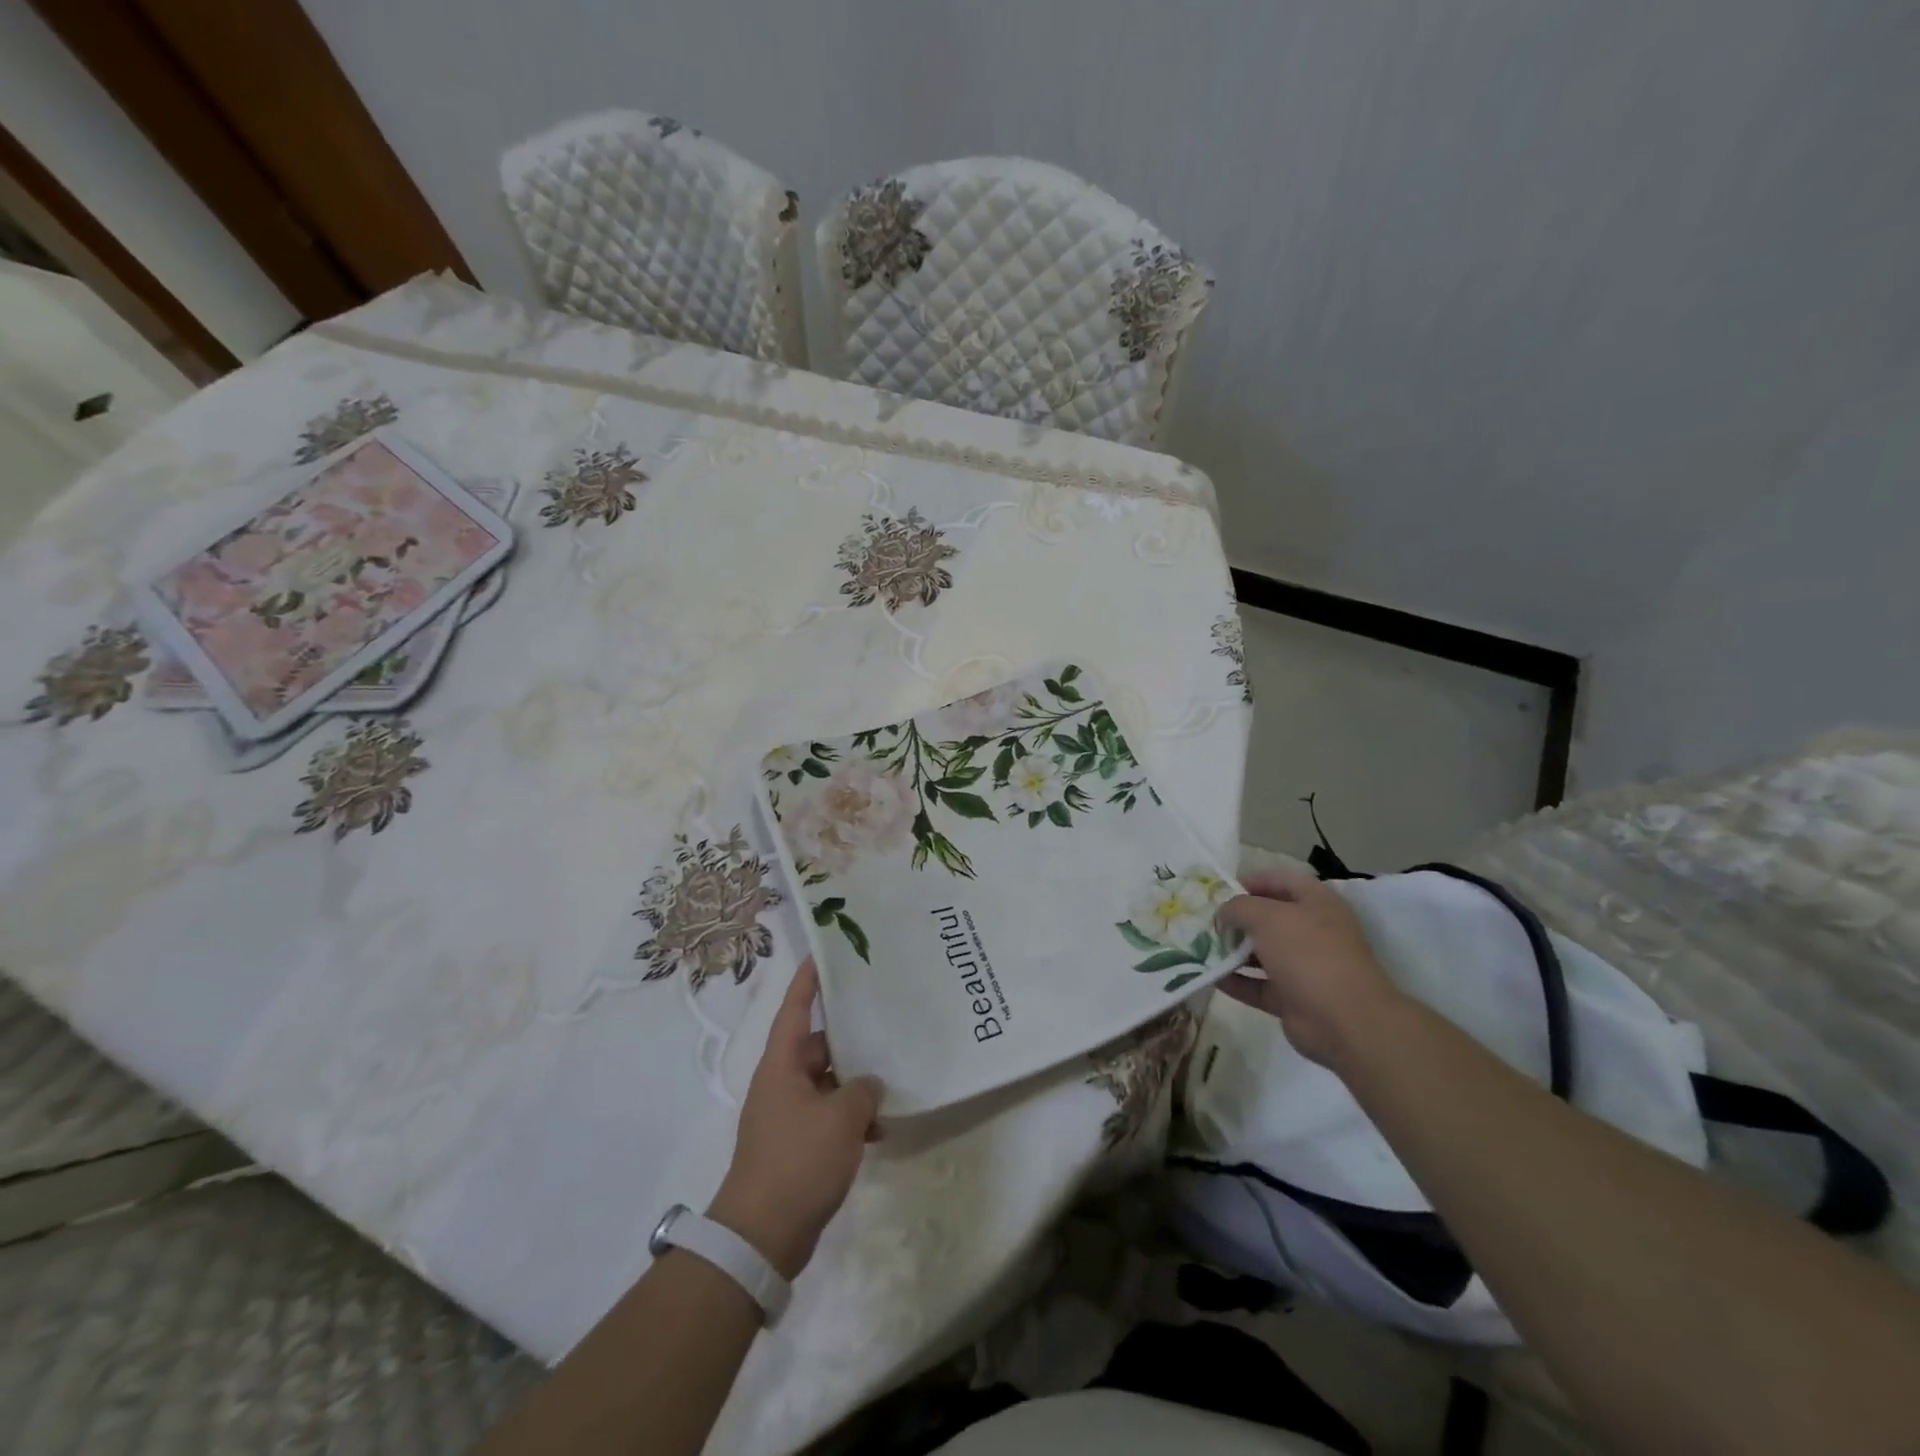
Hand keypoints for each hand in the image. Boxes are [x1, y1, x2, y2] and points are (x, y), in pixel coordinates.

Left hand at [709, 960, 881, 1280]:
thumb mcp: (841, 1118)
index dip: (808, 981)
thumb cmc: (798, 1161)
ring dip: (855, 1082)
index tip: (824, 954)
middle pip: (817, 1046)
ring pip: (827, 1082)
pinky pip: (828, 1116)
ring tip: (893, 1075)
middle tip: (883, 1018)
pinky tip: (882, 1128)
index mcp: (782, 1065)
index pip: (795, 1010)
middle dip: (849, 1036)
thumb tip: (868, 1084)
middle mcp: (781, 1083)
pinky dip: (851, 1118)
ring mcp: (788, 1116)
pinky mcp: (796, 1146)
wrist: (761, 1236)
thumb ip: (863, 1089)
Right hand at [1216, 867, 1405, 1068]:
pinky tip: (1209, 976)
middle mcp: (1311, 932)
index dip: (1251, 881)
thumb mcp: (1267, 917)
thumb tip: (1223, 914)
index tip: (1219, 891)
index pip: (1281, 881)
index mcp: (1316, 903)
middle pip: (1268, 918)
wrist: (1345, 1020)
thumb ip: (1238, 907)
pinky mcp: (1293, 998)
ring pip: (1261, 953)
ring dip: (1232, 951)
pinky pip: (1258, 985)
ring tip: (1199, 947)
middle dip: (1236, 919)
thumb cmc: (1307, 953)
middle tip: (1204, 921)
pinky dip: (1236, 981)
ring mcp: (1303, 967)